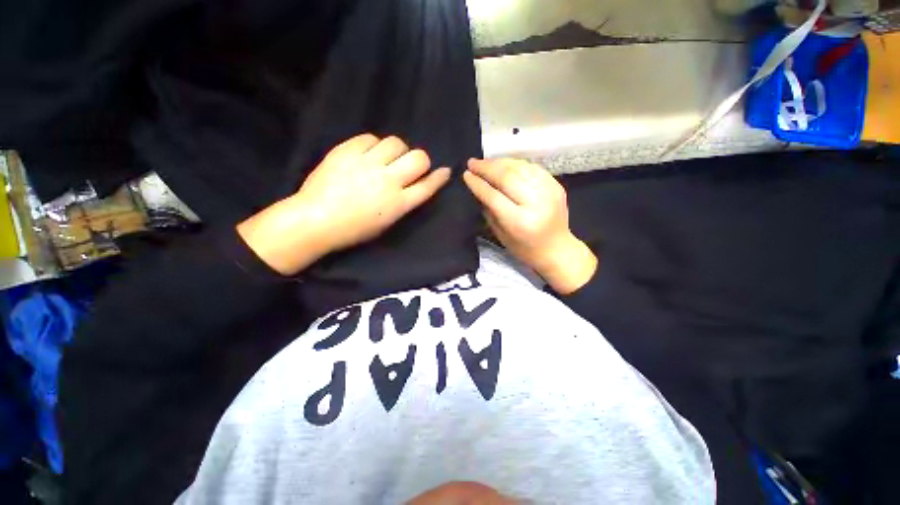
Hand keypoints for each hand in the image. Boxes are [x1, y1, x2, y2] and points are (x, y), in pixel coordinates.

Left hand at [238, 134, 450, 274]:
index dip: (439, 177)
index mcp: (398, 204)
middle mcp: (388, 181)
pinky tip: (368, 154)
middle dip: (421, 161)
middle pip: (419, 159)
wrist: (316, 219)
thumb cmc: (353, 229)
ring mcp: (367, 164)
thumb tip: (414, 186)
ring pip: (396, 143)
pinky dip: (374, 145)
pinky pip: (370, 138)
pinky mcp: (347, 151)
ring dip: (397, 150)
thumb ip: (403, 203)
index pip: (427, 186)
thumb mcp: (385, 223)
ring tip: (387, 158)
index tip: (444, 171)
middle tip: (410, 165)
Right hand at [463, 158, 596, 293]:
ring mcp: (549, 191)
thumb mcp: (501, 235)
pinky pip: (532, 167)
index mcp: (520, 222)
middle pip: (507, 177)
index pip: (494, 196)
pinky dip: (515, 164)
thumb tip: (478, 188)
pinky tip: (504, 165)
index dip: (478, 184)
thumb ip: (489, 211)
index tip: (466, 174)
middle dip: (486, 168)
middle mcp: (536, 203)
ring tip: (485, 163)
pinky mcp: (556, 185)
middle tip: (472, 163)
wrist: (557, 249)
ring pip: (520, 167)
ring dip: (499, 162)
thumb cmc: (525, 249)